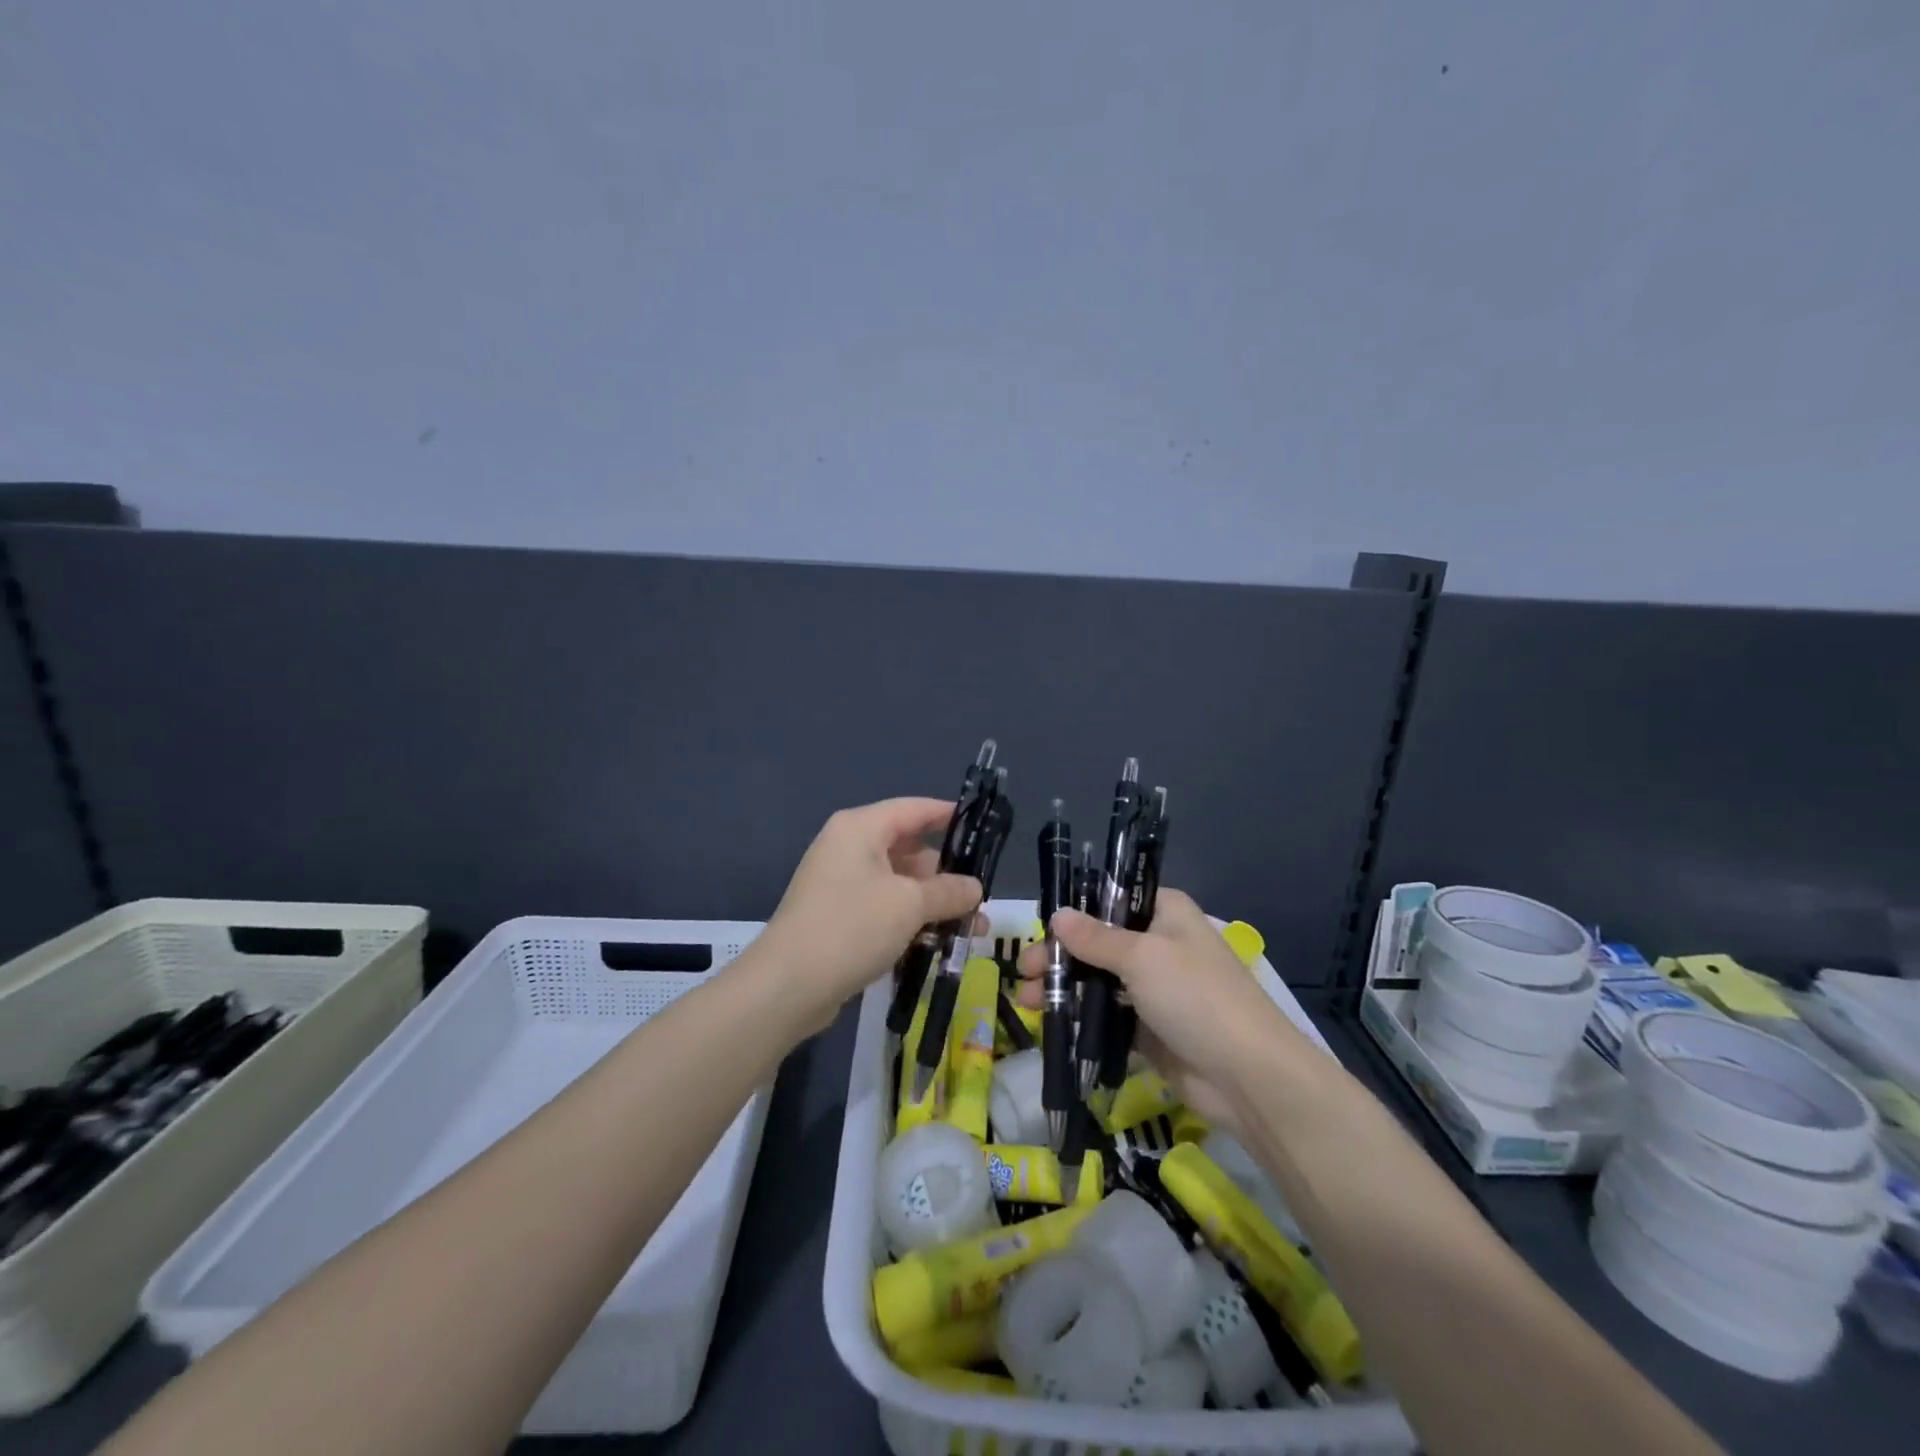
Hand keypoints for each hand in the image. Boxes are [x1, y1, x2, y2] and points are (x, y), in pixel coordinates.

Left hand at [754, 798, 982, 1035]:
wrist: (787, 986)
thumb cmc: (851, 927)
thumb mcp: (909, 905)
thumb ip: (948, 891)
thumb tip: (976, 888)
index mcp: (860, 828)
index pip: (914, 809)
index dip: (949, 815)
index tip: (983, 828)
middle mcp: (848, 848)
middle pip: (909, 849)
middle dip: (947, 873)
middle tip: (982, 895)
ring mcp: (840, 884)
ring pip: (899, 883)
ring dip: (934, 903)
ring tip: (972, 928)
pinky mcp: (838, 917)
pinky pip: (884, 908)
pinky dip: (911, 920)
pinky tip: (939, 943)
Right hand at [1017, 890, 1317, 1135]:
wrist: (1248, 1077)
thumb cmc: (1195, 997)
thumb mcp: (1141, 957)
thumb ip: (1095, 938)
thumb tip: (1057, 915)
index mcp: (1164, 913)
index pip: (1111, 899)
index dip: (1075, 911)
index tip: (1041, 927)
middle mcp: (1158, 945)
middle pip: (1098, 942)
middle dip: (1058, 955)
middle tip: (1022, 971)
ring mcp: (1154, 989)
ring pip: (1098, 980)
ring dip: (1062, 987)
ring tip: (1025, 1000)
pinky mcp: (1149, 1029)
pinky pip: (1106, 1015)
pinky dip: (1079, 1017)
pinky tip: (1049, 1022)